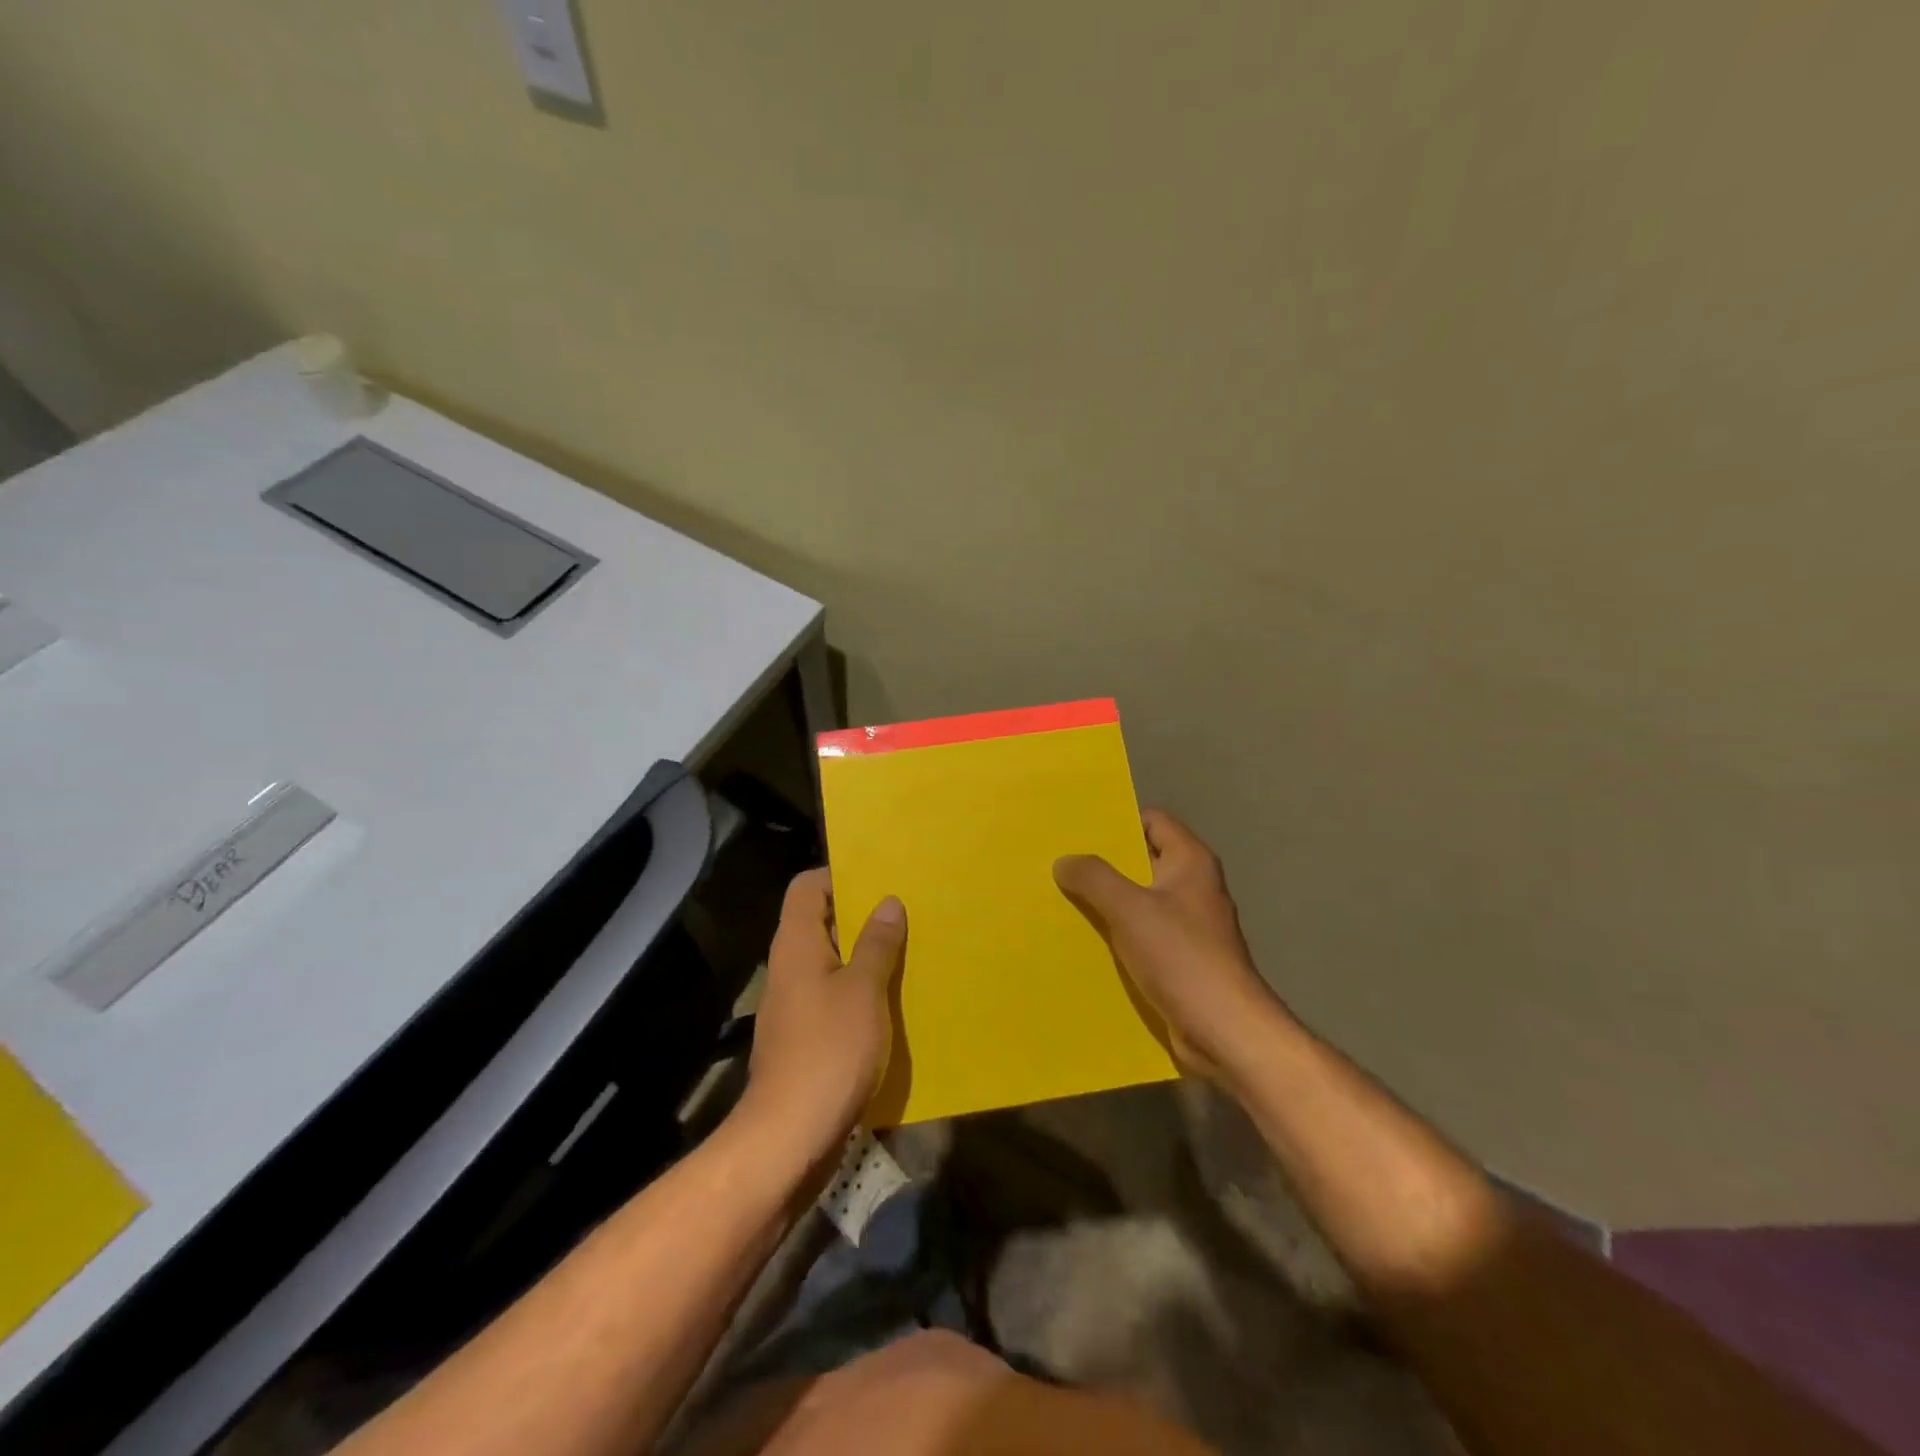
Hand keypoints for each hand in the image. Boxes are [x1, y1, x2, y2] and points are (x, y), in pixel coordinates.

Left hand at [742, 869, 906, 1153]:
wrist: (790, 1136)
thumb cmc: (828, 1051)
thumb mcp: (863, 991)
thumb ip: (877, 944)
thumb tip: (888, 902)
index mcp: (797, 944)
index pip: (807, 887)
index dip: (839, 875)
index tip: (880, 879)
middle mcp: (790, 967)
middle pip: (822, 922)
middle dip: (862, 915)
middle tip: (907, 911)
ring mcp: (796, 1004)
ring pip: (832, 962)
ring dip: (866, 955)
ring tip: (910, 949)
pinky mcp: (806, 1037)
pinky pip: (835, 997)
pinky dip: (862, 991)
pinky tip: (895, 999)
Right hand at [1054, 809, 1284, 1080]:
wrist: (1224, 1031)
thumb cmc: (1181, 957)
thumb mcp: (1129, 908)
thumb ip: (1094, 878)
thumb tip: (1065, 860)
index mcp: (1191, 863)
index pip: (1153, 821)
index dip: (1118, 822)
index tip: (1078, 831)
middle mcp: (1193, 887)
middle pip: (1143, 861)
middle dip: (1104, 864)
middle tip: (1060, 864)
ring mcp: (1189, 926)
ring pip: (1139, 901)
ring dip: (1106, 902)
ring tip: (1062, 900)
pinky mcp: (1181, 960)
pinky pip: (1142, 936)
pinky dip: (1117, 935)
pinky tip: (1085, 941)